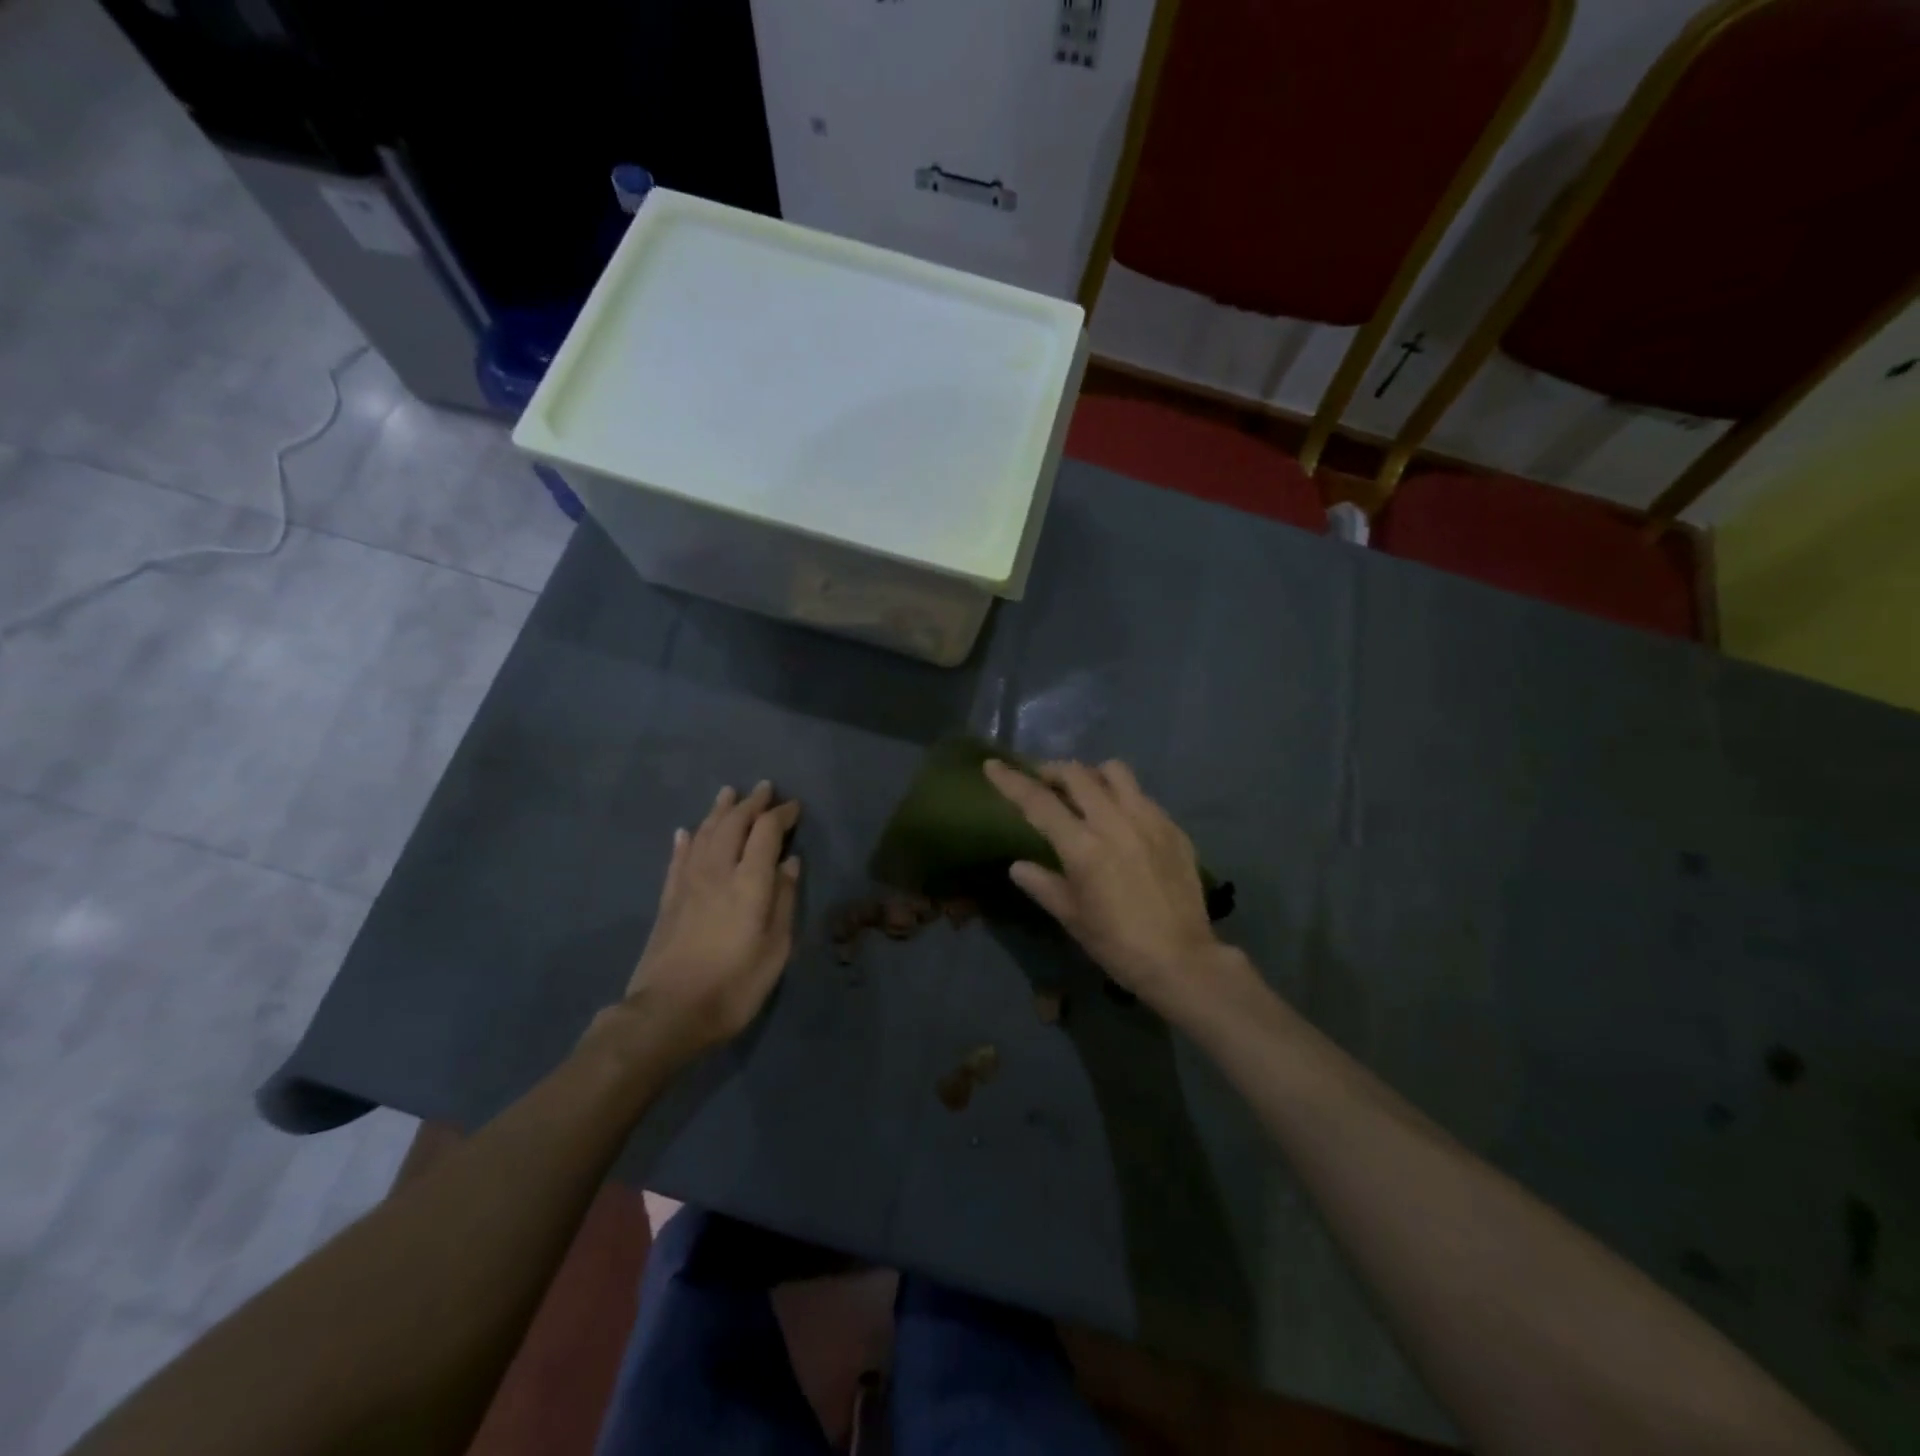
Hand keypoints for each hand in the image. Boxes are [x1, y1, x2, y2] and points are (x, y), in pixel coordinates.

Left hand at [624, 782, 801, 1054]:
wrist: (668, 1014)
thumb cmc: (734, 985)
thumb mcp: (776, 949)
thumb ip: (783, 900)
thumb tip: (789, 862)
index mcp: (749, 882)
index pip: (766, 832)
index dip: (781, 814)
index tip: (794, 806)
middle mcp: (717, 872)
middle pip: (733, 824)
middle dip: (751, 803)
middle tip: (765, 788)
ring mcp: (688, 884)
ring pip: (703, 834)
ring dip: (718, 811)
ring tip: (728, 794)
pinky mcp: (668, 900)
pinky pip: (677, 858)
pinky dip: (685, 840)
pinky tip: (686, 831)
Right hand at [983, 758, 1221, 1011]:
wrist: (1182, 960)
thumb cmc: (1117, 944)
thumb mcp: (1071, 917)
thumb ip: (1042, 884)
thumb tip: (1018, 866)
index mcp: (1083, 847)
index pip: (1038, 801)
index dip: (1011, 780)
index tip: (993, 765)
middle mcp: (1115, 822)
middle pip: (1077, 774)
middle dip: (1052, 771)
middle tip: (1043, 782)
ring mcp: (1148, 820)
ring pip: (1115, 772)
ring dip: (1092, 775)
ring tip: (1086, 792)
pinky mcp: (1172, 827)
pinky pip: (1142, 795)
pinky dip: (1122, 797)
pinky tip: (1121, 821)